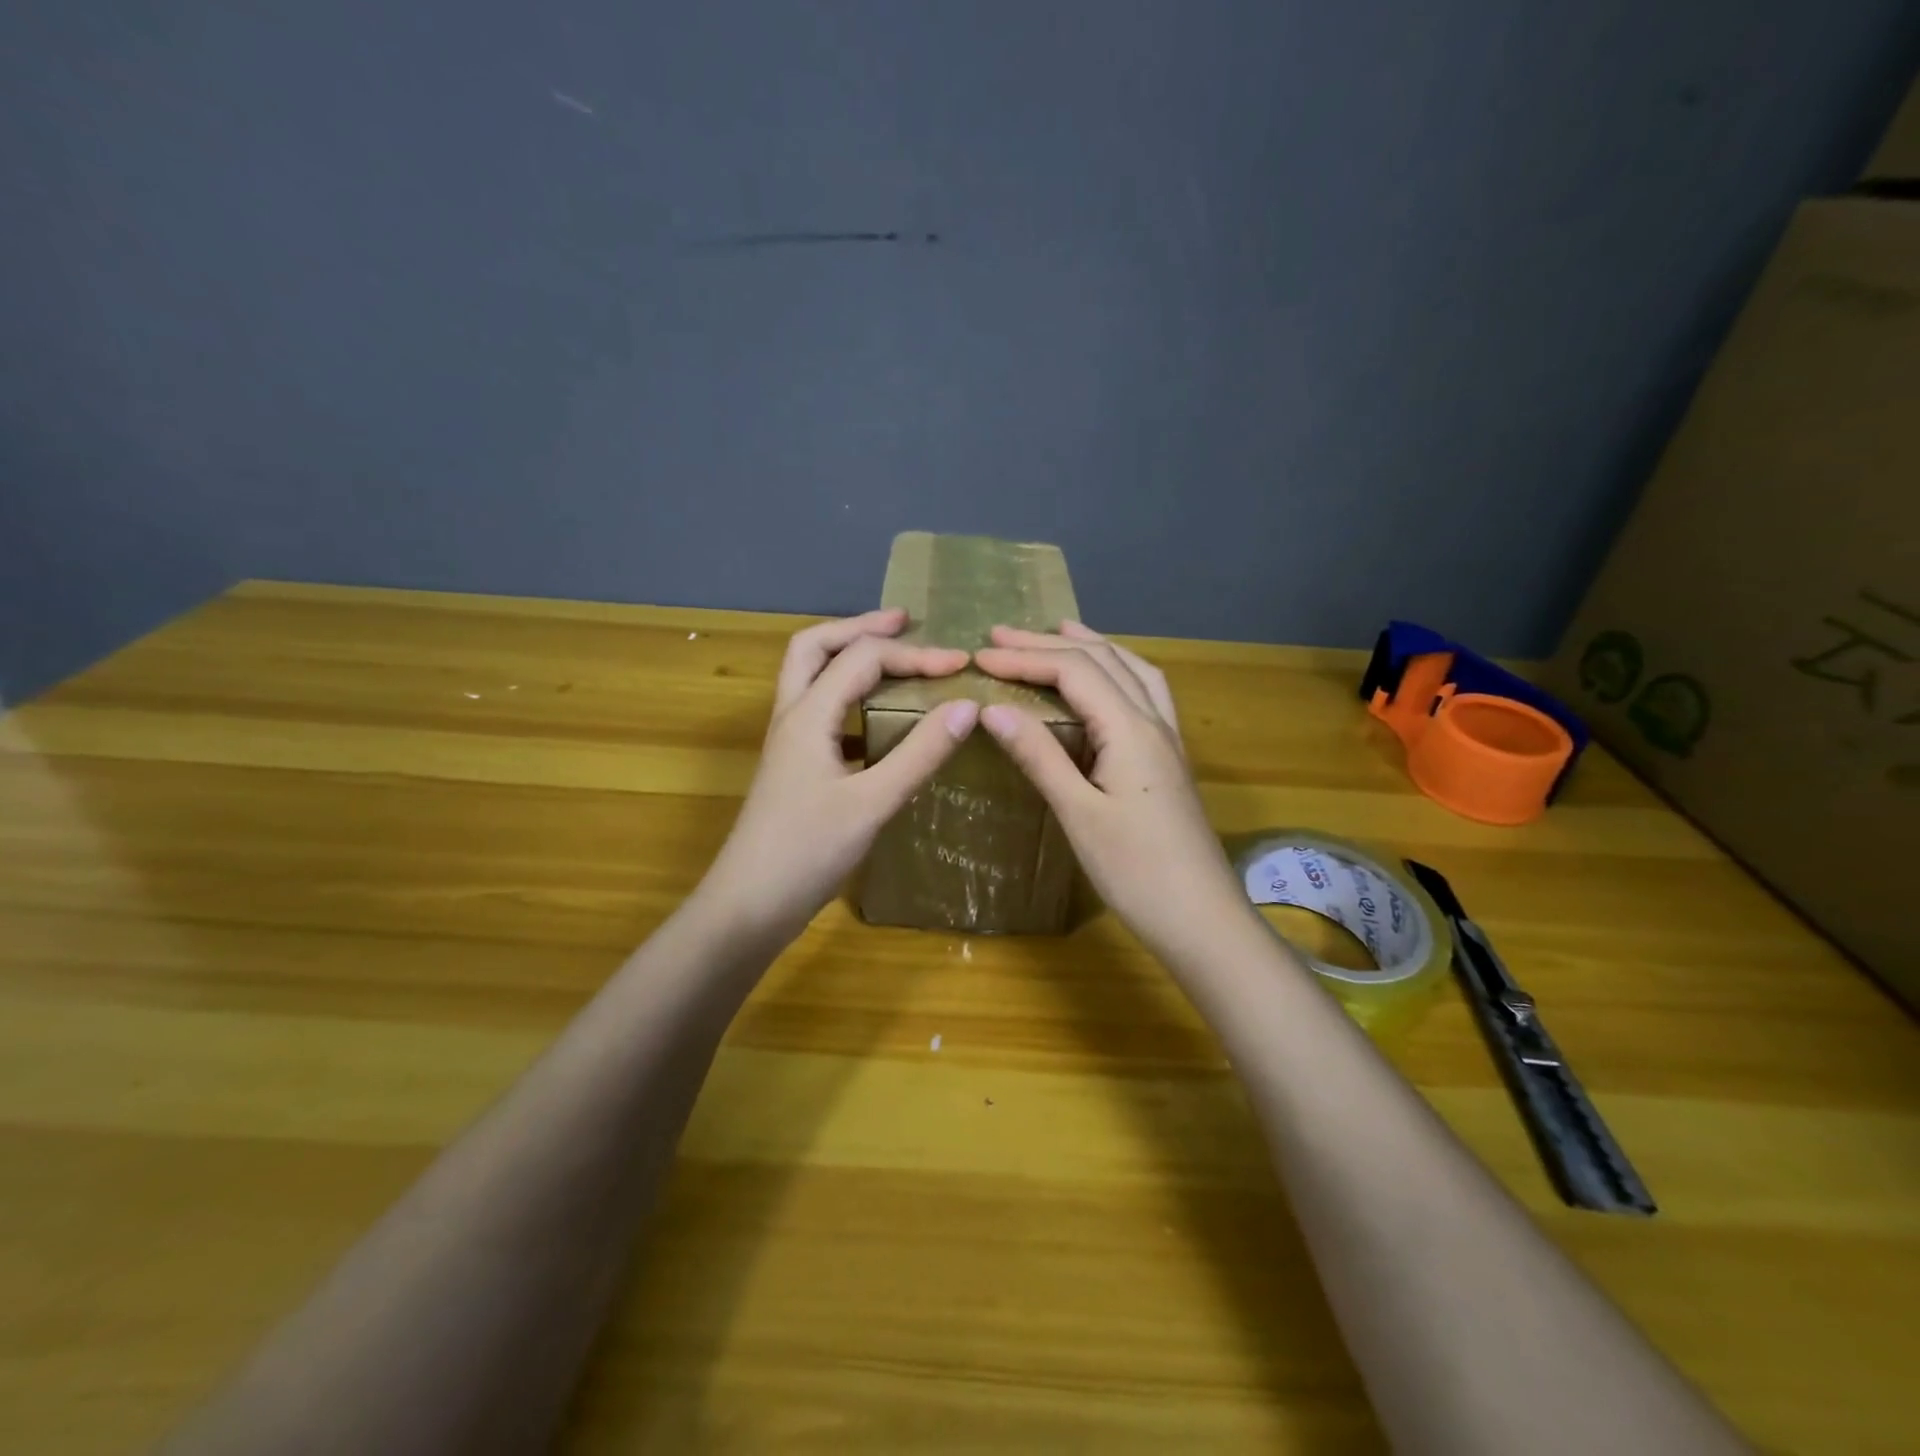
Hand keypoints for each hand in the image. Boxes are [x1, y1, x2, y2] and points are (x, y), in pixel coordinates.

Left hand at [700, 609, 978, 942]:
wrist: (748, 906)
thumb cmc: (806, 853)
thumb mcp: (872, 803)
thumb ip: (919, 754)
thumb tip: (967, 707)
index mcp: (809, 716)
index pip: (862, 659)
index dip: (914, 655)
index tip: (960, 665)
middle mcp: (792, 718)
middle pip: (815, 647)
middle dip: (860, 628)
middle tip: (905, 622)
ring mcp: (789, 743)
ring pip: (812, 677)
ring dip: (849, 657)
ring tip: (893, 657)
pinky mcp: (794, 768)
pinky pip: (822, 713)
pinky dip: (850, 698)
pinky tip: (879, 720)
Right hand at [973, 622, 1252, 963]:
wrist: (1202, 919)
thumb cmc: (1136, 872)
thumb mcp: (1079, 814)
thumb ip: (1039, 756)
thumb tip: (992, 709)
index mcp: (1130, 729)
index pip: (1074, 671)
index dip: (1025, 658)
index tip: (980, 657)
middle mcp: (1153, 721)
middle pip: (1102, 660)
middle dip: (1049, 643)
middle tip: (1000, 635)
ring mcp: (1168, 739)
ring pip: (1131, 670)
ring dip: (1091, 646)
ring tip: (1058, 632)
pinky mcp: (1169, 759)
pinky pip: (1144, 692)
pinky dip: (1117, 671)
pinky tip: (1106, 682)